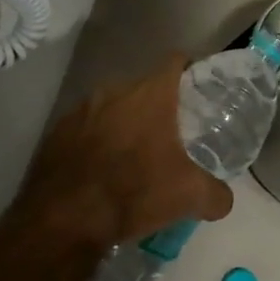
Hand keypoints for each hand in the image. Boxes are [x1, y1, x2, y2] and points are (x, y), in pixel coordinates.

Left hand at [12, 54, 234, 250]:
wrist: (63, 220)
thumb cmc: (133, 192)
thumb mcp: (188, 196)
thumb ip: (215, 194)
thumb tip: (224, 200)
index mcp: (151, 94)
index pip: (176, 60)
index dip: (189, 69)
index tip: (197, 89)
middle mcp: (115, 90)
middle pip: (143, 87)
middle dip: (156, 106)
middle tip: (169, 134)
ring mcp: (81, 110)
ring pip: (111, 107)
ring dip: (122, 123)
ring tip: (131, 155)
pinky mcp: (56, 133)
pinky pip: (84, 128)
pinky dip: (94, 142)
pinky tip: (99, 171)